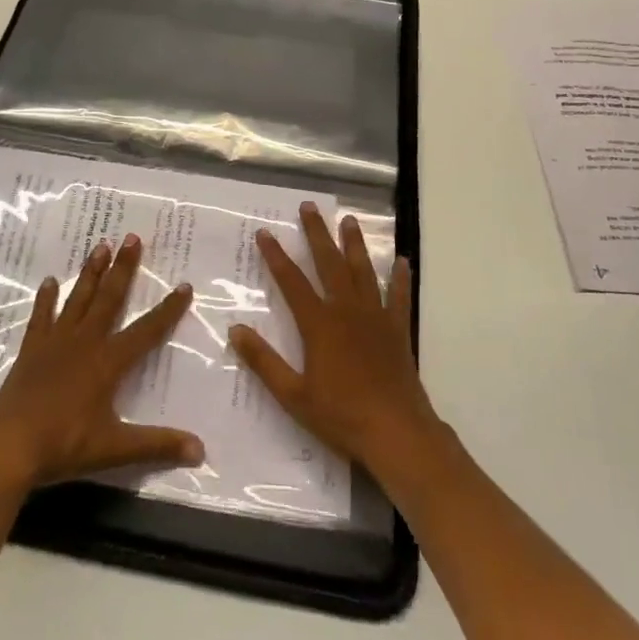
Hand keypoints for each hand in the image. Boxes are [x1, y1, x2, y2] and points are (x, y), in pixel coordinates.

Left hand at [0, 235, 203, 491]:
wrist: (8, 445)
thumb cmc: (64, 445)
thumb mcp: (115, 449)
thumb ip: (158, 445)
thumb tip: (201, 451)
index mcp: (108, 362)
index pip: (146, 330)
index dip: (167, 310)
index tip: (184, 285)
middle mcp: (85, 342)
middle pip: (109, 298)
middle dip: (123, 268)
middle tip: (132, 238)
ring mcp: (55, 342)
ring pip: (78, 299)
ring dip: (90, 272)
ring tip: (101, 246)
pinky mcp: (32, 350)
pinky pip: (42, 317)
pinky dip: (46, 299)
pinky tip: (50, 281)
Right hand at [230, 203, 443, 478]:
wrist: (396, 433)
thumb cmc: (341, 415)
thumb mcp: (293, 395)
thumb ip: (264, 361)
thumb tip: (235, 330)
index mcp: (319, 325)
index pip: (292, 282)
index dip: (276, 256)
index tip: (265, 232)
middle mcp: (347, 311)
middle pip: (329, 264)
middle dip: (317, 234)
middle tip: (309, 206)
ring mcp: (376, 318)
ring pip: (363, 272)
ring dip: (355, 244)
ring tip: (350, 220)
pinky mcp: (397, 331)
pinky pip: (399, 297)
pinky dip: (401, 278)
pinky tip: (403, 261)